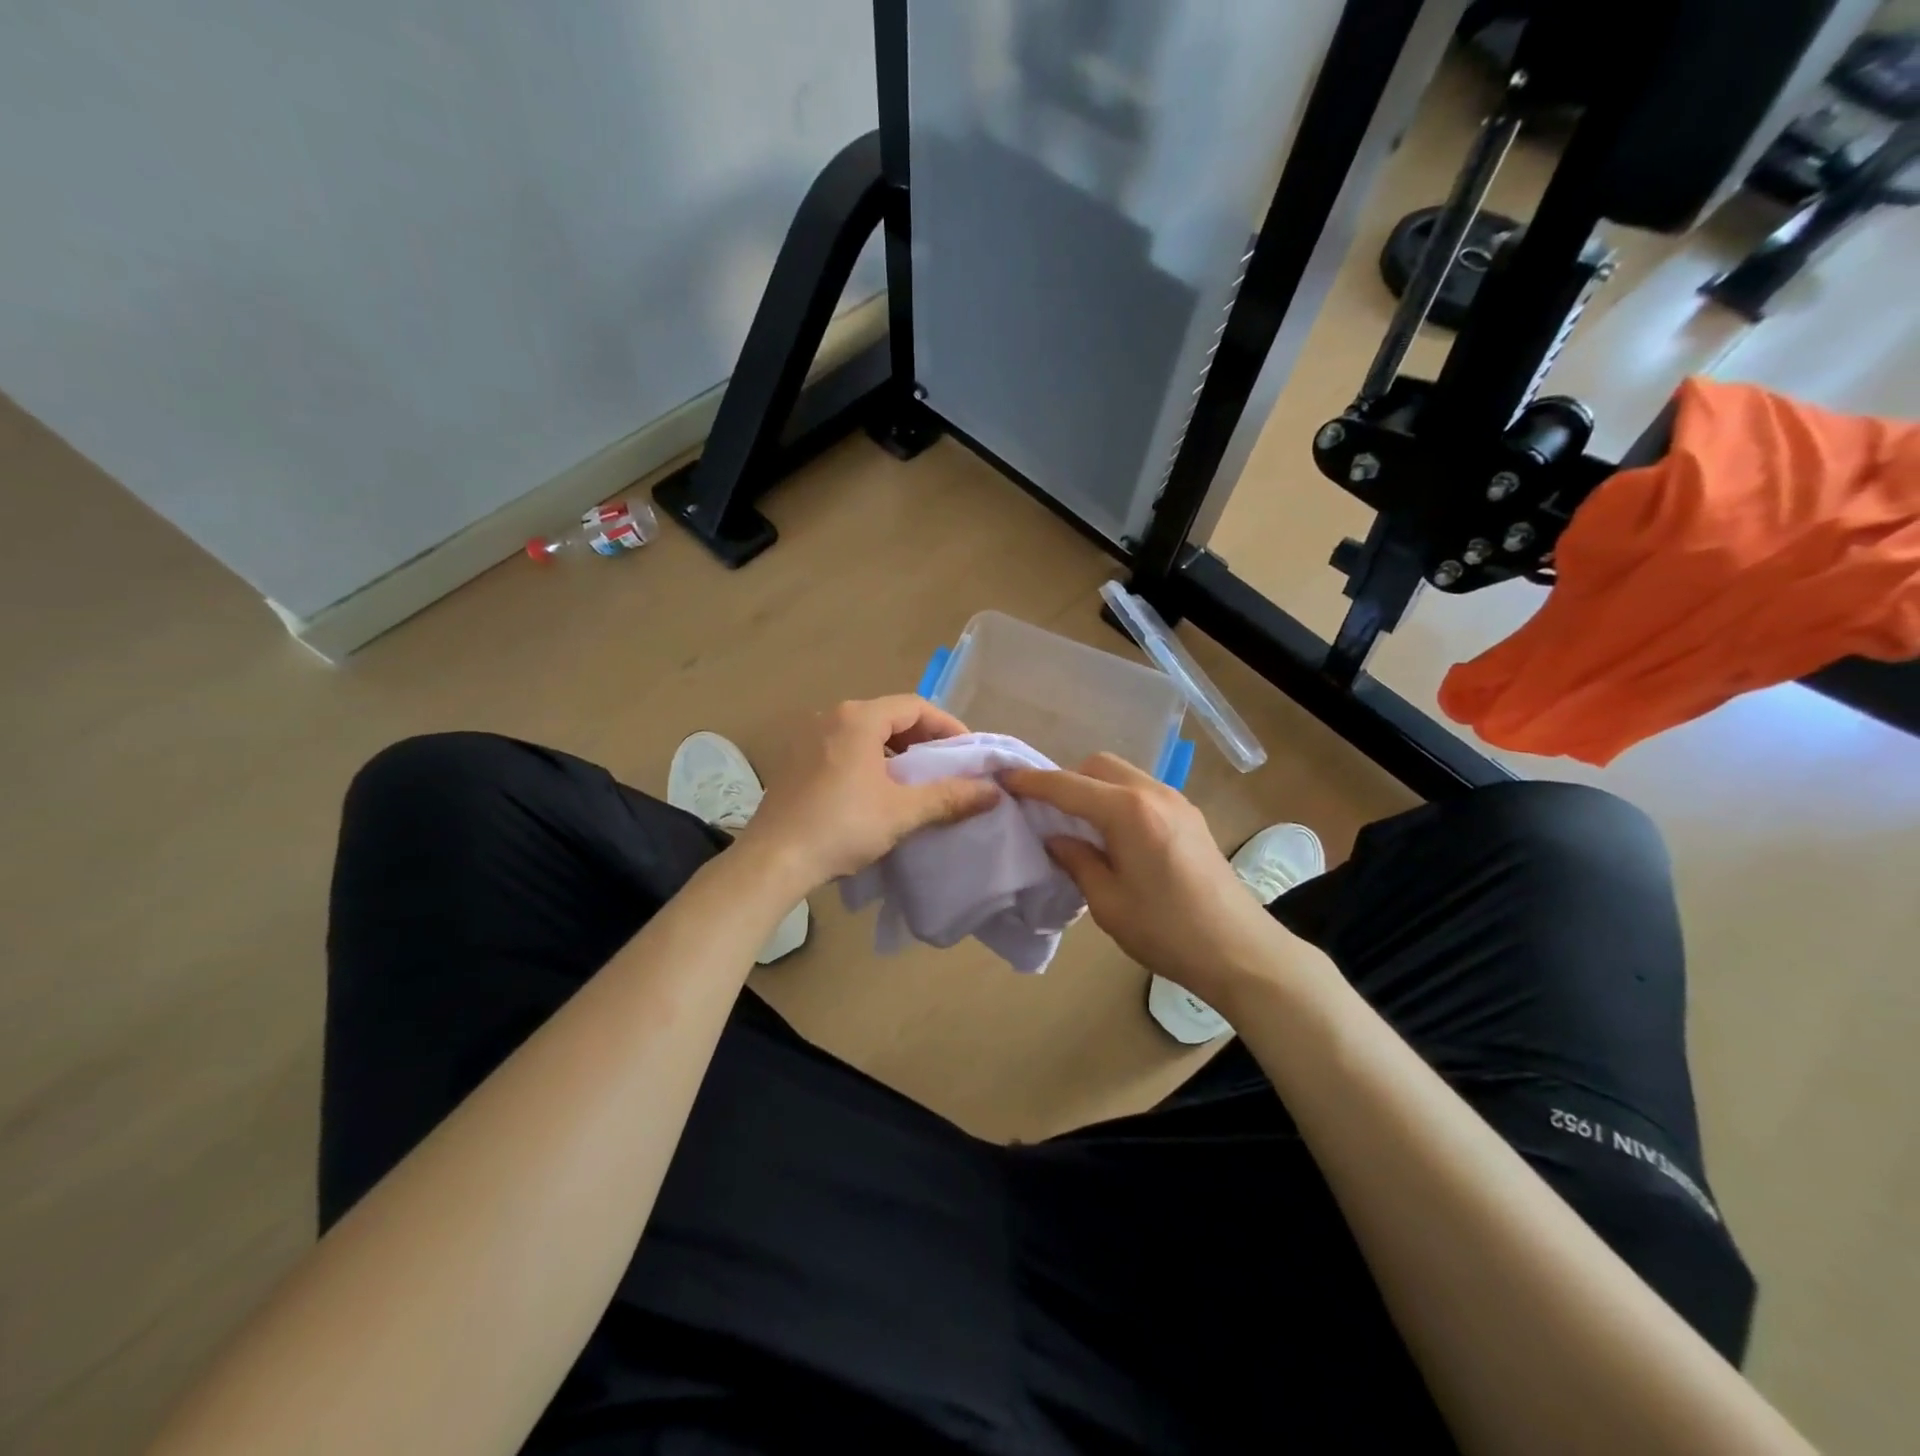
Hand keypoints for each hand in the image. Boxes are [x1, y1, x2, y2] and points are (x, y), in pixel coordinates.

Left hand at [739, 696, 1000, 889]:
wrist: (774, 860)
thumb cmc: (842, 827)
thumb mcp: (903, 811)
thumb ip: (950, 797)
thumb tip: (993, 791)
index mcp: (858, 718)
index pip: (915, 706)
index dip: (947, 726)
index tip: (967, 753)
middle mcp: (831, 716)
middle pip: (889, 715)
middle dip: (922, 739)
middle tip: (946, 767)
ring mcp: (808, 736)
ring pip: (865, 732)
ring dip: (895, 750)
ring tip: (915, 780)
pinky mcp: (795, 759)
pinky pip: (843, 747)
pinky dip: (869, 759)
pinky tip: (877, 790)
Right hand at [1002, 754, 1286, 1009]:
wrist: (1240, 951)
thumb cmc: (1167, 931)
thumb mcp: (1108, 902)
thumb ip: (1077, 860)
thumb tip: (1056, 838)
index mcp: (1129, 812)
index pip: (1068, 786)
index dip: (1032, 782)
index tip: (1003, 779)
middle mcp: (1153, 793)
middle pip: (1098, 766)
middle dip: (1067, 780)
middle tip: (1046, 812)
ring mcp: (1177, 802)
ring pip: (1123, 775)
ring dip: (1094, 788)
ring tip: (1078, 824)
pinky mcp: (1190, 816)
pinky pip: (1142, 791)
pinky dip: (1118, 799)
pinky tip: (1113, 834)